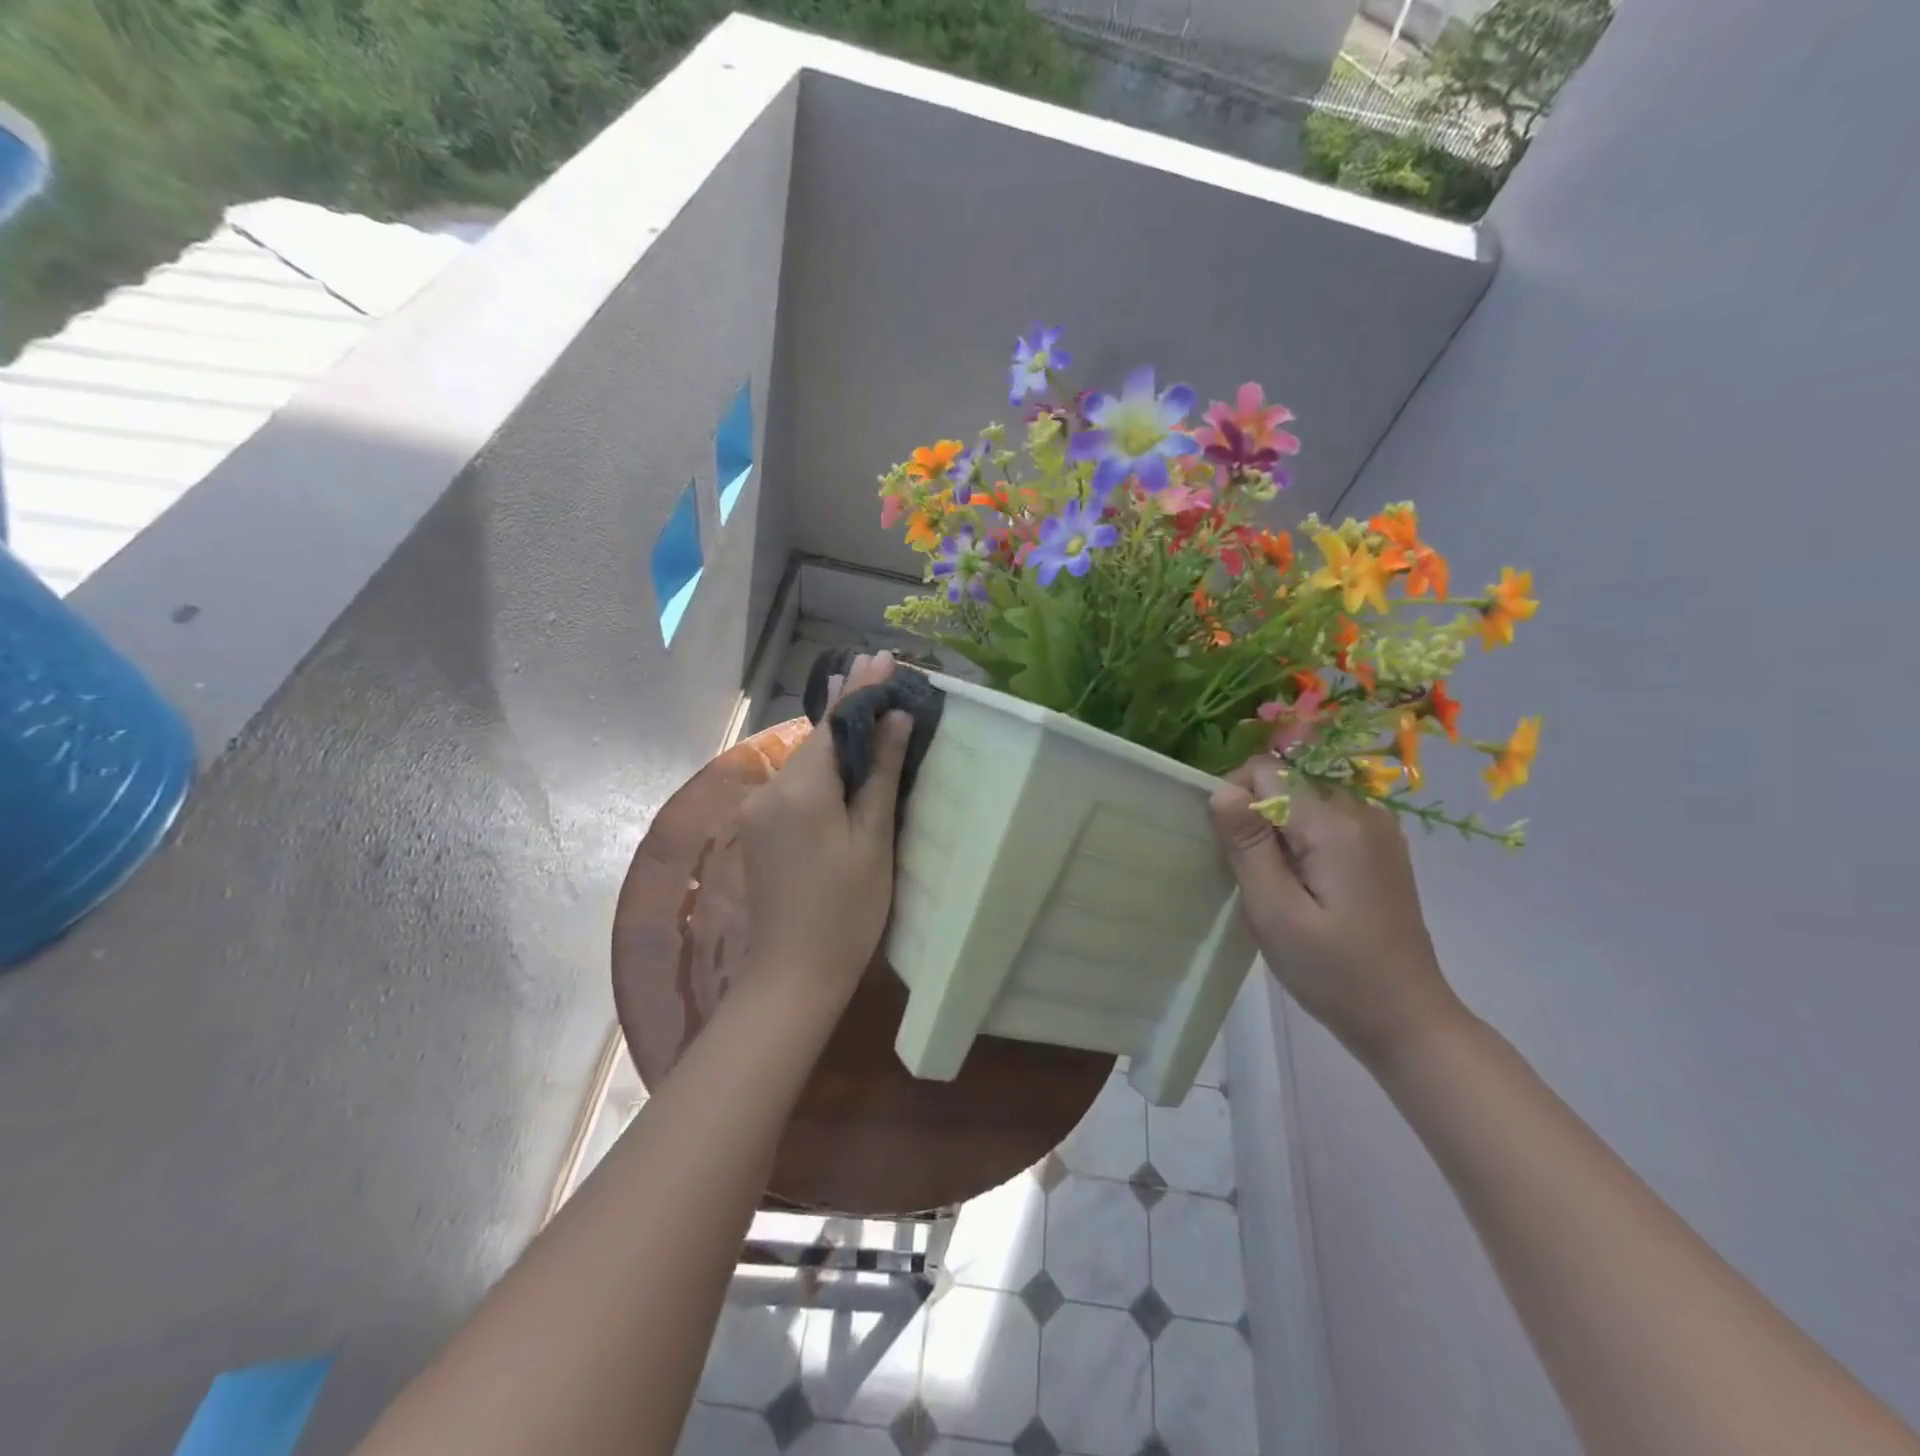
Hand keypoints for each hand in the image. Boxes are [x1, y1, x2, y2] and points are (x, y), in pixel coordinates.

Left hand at [739, 651, 911, 997]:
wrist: (793, 975)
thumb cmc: (847, 911)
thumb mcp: (873, 839)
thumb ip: (879, 773)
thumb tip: (895, 718)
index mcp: (801, 789)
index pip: (834, 724)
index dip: (861, 689)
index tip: (882, 656)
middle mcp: (771, 789)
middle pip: (816, 738)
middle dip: (849, 707)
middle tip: (880, 673)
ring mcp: (759, 810)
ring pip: (805, 761)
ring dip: (836, 737)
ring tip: (868, 706)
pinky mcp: (760, 828)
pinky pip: (796, 784)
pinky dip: (823, 767)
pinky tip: (844, 757)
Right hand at [1208, 756, 1464, 1067]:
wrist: (1408, 1021)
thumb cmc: (1334, 973)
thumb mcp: (1276, 912)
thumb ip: (1247, 845)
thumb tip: (1220, 789)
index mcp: (1334, 824)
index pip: (1265, 771)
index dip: (1234, 799)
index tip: (1230, 850)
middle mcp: (1361, 812)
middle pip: (1285, 785)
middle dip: (1256, 821)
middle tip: (1255, 880)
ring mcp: (1377, 830)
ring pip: (1302, 804)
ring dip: (1278, 835)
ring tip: (1279, 889)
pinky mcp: (1380, 850)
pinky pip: (1325, 823)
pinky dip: (1303, 844)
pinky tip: (1307, 890)